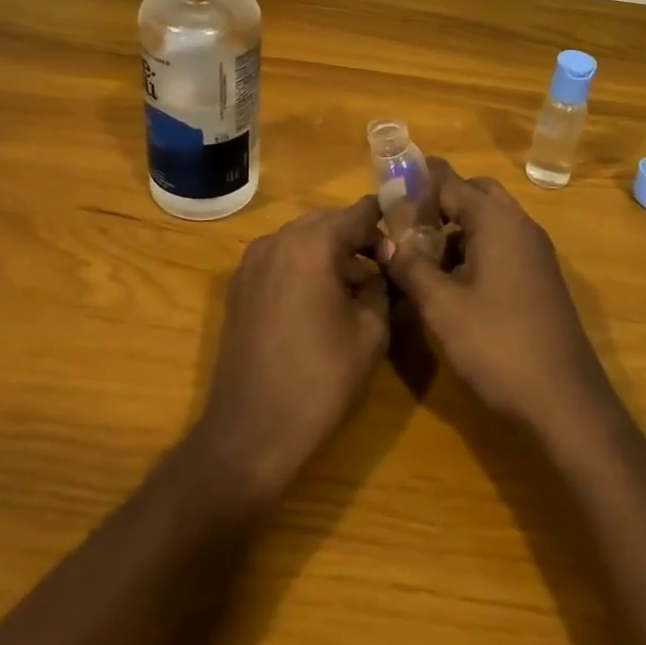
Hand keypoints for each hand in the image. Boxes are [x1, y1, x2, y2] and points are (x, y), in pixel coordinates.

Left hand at [193, 196, 389, 505]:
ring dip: (329, 252)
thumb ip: (380, 287)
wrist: (251, 432)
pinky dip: (303, 266)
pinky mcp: (239, 286)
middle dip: (356, 237)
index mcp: (311, 245)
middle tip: (383, 266)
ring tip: (354, 289)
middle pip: (326, 222)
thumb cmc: (320, 381)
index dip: (385, 221)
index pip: (358, 212)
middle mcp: (277, 241)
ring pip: (301, 239)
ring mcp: (252, 262)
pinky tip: (320, 301)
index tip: (406, 238)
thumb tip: (380, 269)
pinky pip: (280, 259)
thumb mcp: (370, 333)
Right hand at [382, 161, 621, 443]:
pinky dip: (475, 247)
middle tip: (404, 221)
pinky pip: (503, 244)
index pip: (451, 180)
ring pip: (490, 220)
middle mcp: (520, 226)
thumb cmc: (498, 346)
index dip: (416, 182)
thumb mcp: (442, 307)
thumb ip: (410, 267)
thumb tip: (385, 242)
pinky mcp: (540, 278)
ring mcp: (535, 253)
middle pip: (475, 192)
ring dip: (457, 226)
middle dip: (439, 199)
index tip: (385, 191)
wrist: (566, 404)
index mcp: (497, 222)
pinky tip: (451, 280)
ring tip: (420, 253)